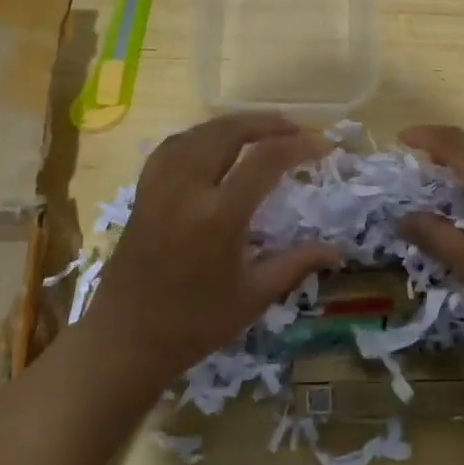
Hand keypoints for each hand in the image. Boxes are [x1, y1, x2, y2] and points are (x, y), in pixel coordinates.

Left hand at [85, 113, 340, 383]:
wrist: (125, 340)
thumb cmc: (195, 324)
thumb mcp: (254, 296)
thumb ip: (296, 264)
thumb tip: (337, 250)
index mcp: (219, 216)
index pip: (265, 160)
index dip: (299, 146)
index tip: (323, 148)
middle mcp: (187, 189)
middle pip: (229, 132)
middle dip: (267, 124)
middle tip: (296, 130)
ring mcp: (160, 187)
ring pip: (199, 133)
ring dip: (234, 124)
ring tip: (262, 130)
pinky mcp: (143, 192)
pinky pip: (173, 146)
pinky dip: (200, 135)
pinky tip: (214, 144)